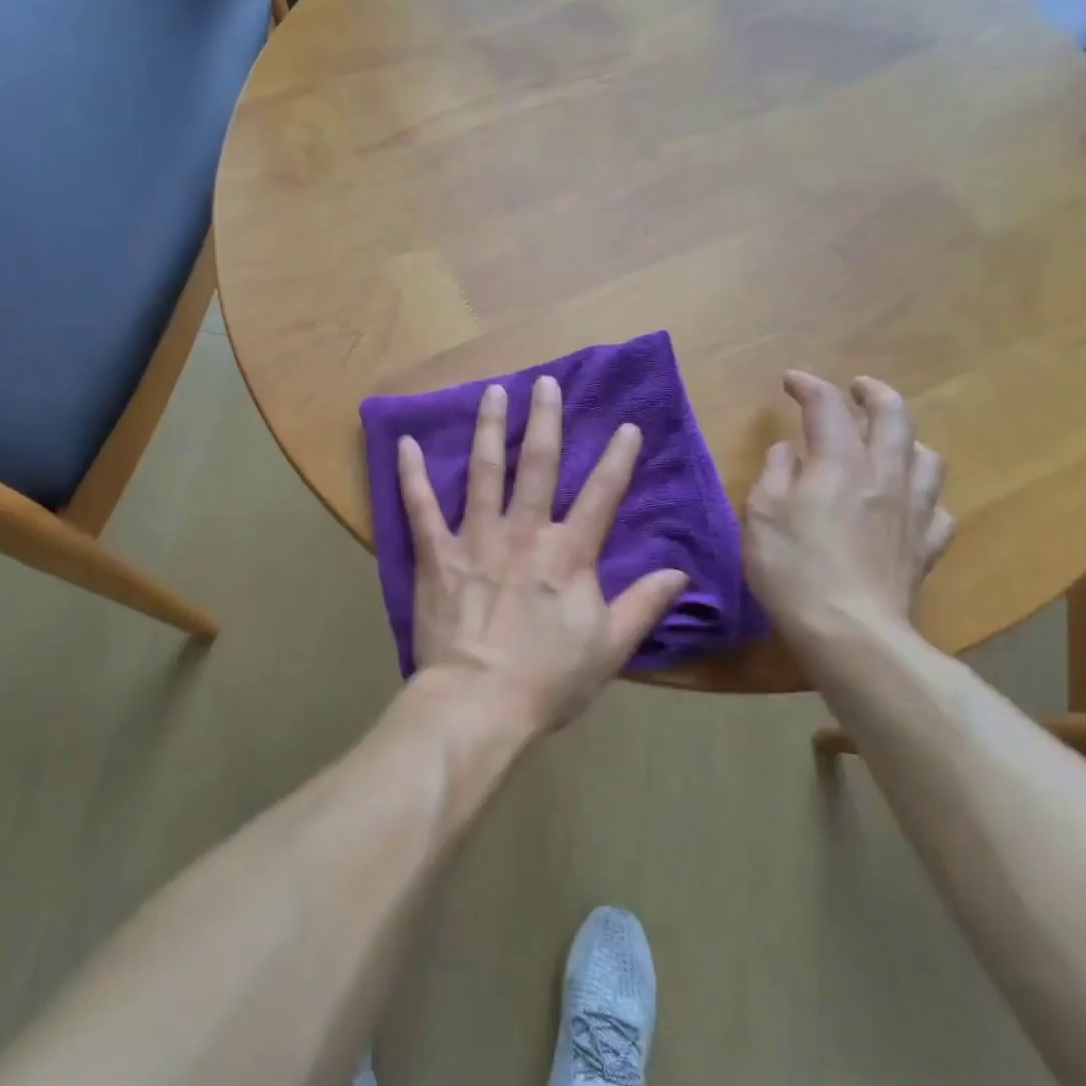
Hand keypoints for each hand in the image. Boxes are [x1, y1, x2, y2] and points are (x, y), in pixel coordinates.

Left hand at [397, 376, 688, 734]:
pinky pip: (420, 507)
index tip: (627, 426)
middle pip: (540, 465)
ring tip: (493, 393)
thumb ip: (644, 604)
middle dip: (546, 421)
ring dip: (491, 429)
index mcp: (569, 554)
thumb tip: (681, 573)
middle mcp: (524, 533)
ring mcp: (477, 538)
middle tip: (546, 383)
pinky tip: (405, 443)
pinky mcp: (437, 554)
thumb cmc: (548, 680)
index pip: (601, 495)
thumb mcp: (610, 647)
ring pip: (486, 472)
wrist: (479, 702)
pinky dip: (411, 475)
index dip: (618, 459)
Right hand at [742, 372, 955, 637]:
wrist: (848, 629)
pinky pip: (938, 510)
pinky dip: (923, 498)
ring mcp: (914, 511)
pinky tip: (909, 506)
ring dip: (908, 441)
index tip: (791, 380)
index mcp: (839, 463)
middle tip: (858, 388)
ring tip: (890, 444)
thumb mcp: (761, 514)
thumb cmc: (792, 567)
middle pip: (894, 417)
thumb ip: (775, 475)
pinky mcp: (926, 546)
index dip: (809, 386)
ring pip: (927, 458)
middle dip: (875, 394)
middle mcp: (884, 475)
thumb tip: (787, 452)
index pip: (827, 407)